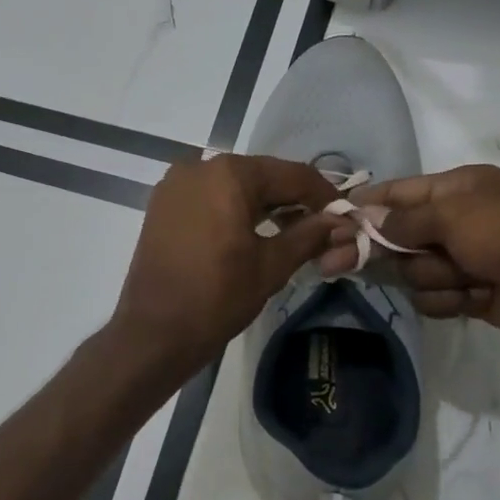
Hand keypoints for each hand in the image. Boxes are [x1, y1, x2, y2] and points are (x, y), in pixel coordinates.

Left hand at [112, 155, 343, 372]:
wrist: (153, 332)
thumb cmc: (217, 297)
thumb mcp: (271, 266)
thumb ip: (309, 235)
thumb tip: (341, 222)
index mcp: (229, 174)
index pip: (291, 174)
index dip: (323, 195)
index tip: (345, 216)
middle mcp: (199, 166)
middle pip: (261, 176)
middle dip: (292, 200)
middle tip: (320, 228)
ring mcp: (175, 184)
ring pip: (234, 186)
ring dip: (264, 205)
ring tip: (291, 233)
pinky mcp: (162, 205)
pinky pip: (209, 197)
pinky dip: (233, 210)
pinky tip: (252, 233)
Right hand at [319, 164, 499, 363]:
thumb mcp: (454, 214)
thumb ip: (405, 218)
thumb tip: (369, 218)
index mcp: (459, 188)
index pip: (400, 192)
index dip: (367, 205)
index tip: (333, 219)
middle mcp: (459, 221)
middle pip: (400, 235)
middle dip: (381, 250)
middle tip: (333, 264)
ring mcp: (466, 259)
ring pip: (416, 271)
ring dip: (432, 277)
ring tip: (462, 278)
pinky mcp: (472, 294)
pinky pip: (436, 297)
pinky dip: (450, 299)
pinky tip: (471, 298)